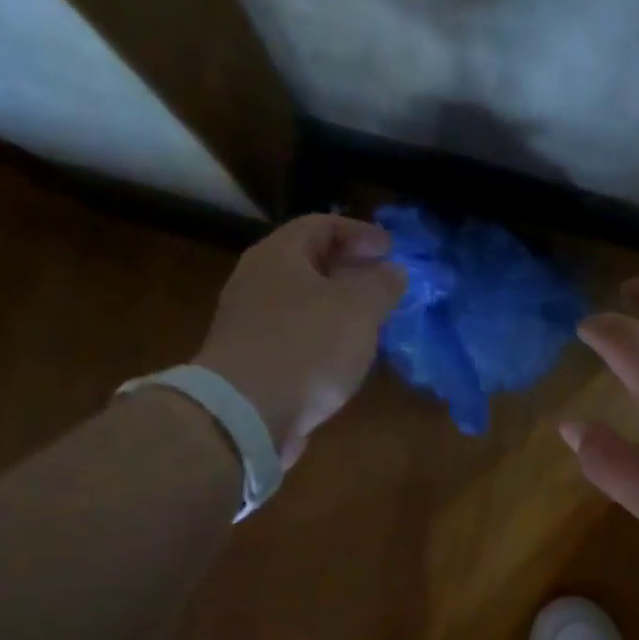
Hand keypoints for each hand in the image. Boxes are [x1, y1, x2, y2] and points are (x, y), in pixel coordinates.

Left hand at [194, 214, 406, 466]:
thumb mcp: (359, 309)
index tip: (391, 249)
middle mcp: (257, 282)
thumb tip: (393, 271)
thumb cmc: (306, 347)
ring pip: (302, 303)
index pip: (322, 225)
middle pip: (308, 263)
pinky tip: (344, 356)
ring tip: (370, 321)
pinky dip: (322, 337)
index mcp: (278, 255)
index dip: (361, 232)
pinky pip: (294, 336)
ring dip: (337, 307)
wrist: (246, 414)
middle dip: (350, 270)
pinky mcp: (252, 361)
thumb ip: (381, 284)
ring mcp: (249, 323)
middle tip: (383, 284)